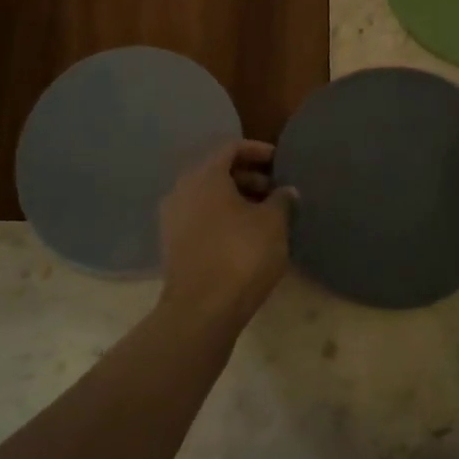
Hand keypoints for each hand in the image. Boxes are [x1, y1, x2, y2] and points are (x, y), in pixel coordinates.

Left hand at [158, 140, 294, 330]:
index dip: (258, 150)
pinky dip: (222, 218)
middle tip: (276, 190)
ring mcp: (172, 218)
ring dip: (236, 199)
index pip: (231, 147)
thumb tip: (286, 191)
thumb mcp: (273, 223)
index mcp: (204, 175)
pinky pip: (200, 217)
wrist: (201, 310)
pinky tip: (245, 235)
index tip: (280, 162)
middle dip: (248, 176)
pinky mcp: (172, 244)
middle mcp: (182, 189)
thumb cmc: (241, 255)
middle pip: (217, 171)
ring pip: (208, 196)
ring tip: (265, 215)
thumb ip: (282, 200)